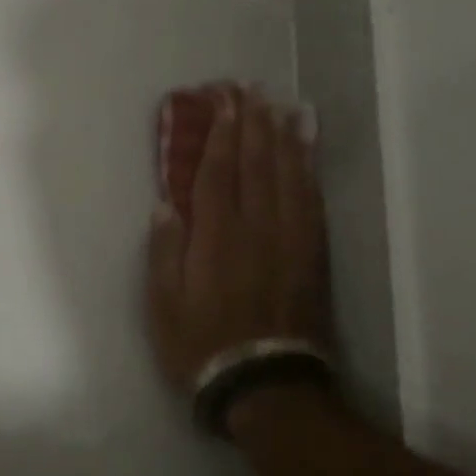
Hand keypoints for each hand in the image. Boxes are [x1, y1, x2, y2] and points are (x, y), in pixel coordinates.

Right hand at [146, 86, 331, 395]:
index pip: (219, 173)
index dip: (222, 134)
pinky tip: (307, 155)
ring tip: (281, 108)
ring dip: (284, 139)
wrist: (265, 385)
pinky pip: (312, 203)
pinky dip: (309, 172)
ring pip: (290, 178)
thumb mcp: (163, 305)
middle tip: (251, 90)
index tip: (224, 101)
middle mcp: (257, 229)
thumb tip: (165, 206)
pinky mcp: (312, 257)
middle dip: (253, 124)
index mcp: (216, 238)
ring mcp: (290, 241)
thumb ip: (164, 252)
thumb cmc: (202, 345)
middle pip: (257, 165)